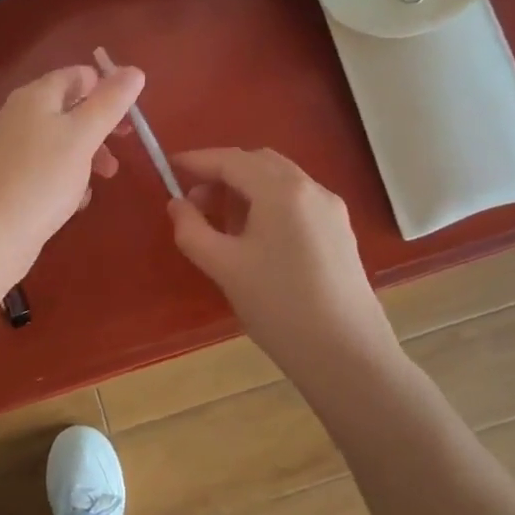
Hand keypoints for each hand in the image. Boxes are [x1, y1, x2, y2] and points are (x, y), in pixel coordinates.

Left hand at [0, 64, 144, 278]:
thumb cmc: (41, 177)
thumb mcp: (83, 136)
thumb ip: (110, 102)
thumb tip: (134, 70)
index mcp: (36, 96)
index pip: (77, 75)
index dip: (107, 87)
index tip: (132, 113)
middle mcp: (22, 116)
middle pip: (71, 109)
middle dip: (101, 126)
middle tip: (126, 144)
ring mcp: (16, 149)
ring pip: (63, 142)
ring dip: (90, 155)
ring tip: (105, 178)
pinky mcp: (14, 180)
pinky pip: (50, 170)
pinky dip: (69, 180)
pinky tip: (77, 202)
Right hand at [168, 148, 398, 369]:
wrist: (346, 354)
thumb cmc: (278, 306)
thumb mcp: (223, 266)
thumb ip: (191, 229)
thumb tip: (177, 204)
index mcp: (282, 191)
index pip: (231, 160)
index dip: (197, 161)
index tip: (169, 167)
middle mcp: (311, 189)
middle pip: (258, 163)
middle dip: (222, 173)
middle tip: (193, 201)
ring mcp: (331, 209)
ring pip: (280, 180)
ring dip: (245, 188)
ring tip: (220, 222)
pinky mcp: (339, 231)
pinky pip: (296, 201)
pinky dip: (268, 203)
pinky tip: (254, 237)